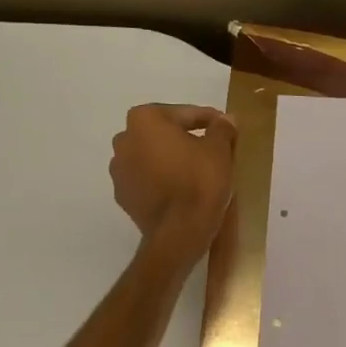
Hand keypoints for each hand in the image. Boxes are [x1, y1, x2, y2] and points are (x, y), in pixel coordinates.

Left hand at [110, 104, 236, 266]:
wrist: (178, 232)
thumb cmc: (199, 182)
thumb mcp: (219, 150)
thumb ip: (221, 129)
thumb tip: (224, 120)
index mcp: (145, 120)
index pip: (185, 114)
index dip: (209, 120)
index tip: (226, 129)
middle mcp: (124, 139)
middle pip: (163, 133)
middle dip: (185, 138)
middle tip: (212, 150)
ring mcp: (119, 170)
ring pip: (153, 156)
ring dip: (172, 159)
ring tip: (197, 172)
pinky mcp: (123, 196)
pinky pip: (147, 179)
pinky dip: (162, 179)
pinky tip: (182, 190)